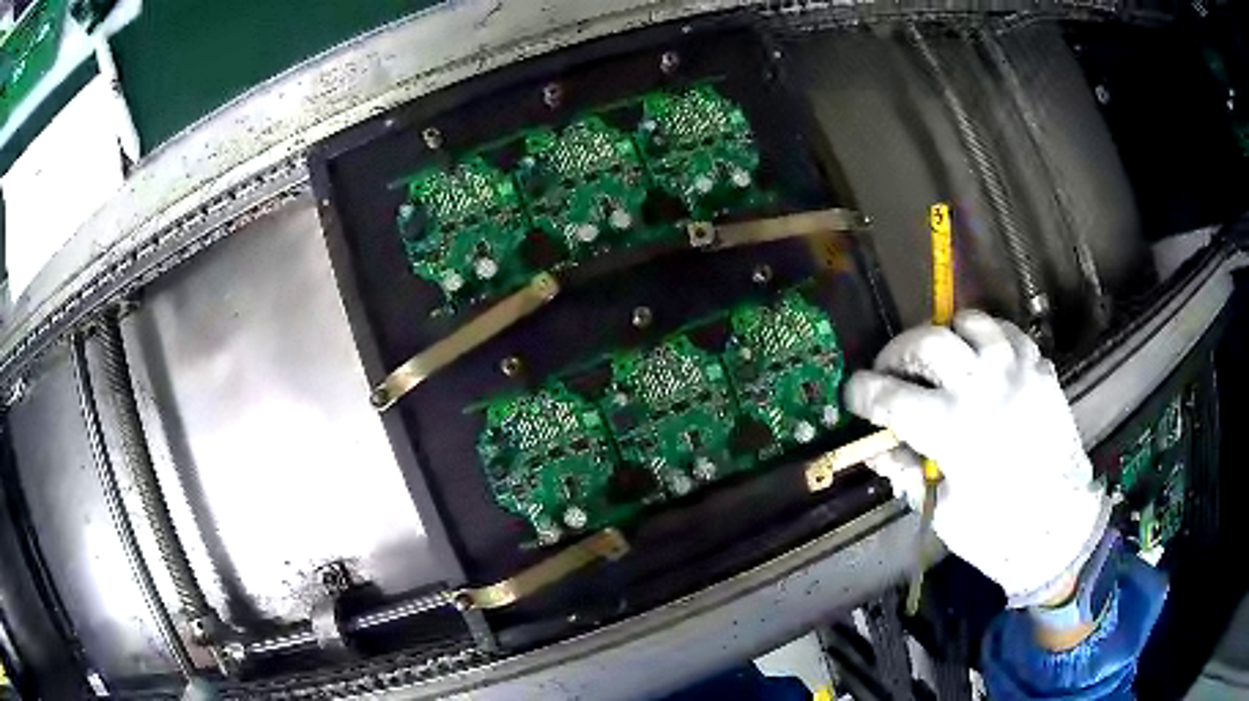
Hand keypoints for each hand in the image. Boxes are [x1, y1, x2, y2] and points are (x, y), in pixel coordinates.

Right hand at [845, 310, 1108, 606]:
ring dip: (945, 338)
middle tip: (890, 372)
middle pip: (927, 341)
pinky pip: (1006, 333)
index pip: (890, 396)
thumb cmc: (995, 532)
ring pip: (969, 322)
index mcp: (952, 428)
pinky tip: (982, 362)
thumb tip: (877, 446)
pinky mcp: (1040, 368)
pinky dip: (986, 339)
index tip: (852, 394)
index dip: (861, 392)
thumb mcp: (940, 510)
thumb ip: (906, 471)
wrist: (1060, 528)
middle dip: (896, 353)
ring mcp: (1016, 370)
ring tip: (940, 362)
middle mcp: (983, 386)